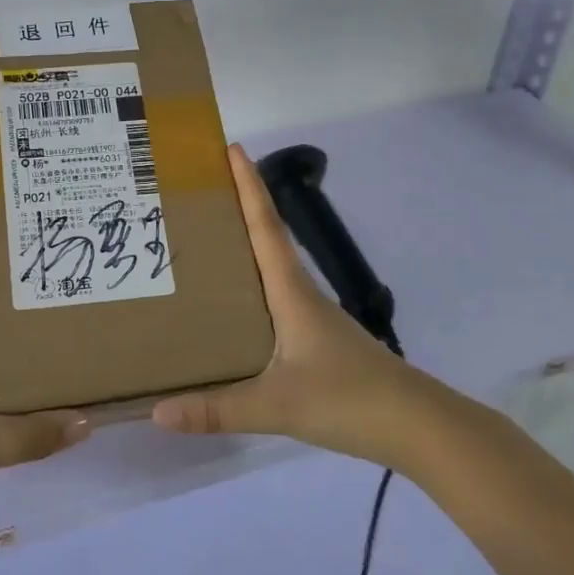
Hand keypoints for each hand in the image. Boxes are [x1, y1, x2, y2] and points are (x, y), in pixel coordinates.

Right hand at [151, 145, 422, 463]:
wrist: (417, 426)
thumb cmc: (349, 399)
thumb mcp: (277, 405)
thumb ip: (217, 409)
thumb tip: (156, 412)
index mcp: (291, 292)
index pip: (265, 227)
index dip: (248, 186)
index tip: (231, 148)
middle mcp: (300, 294)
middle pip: (265, 238)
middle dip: (236, 208)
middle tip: (195, 192)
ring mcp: (311, 317)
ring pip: (270, 269)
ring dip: (243, 246)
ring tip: (201, 241)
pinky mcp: (316, 340)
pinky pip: (274, 299)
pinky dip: (251, 286)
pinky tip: (231, 307)